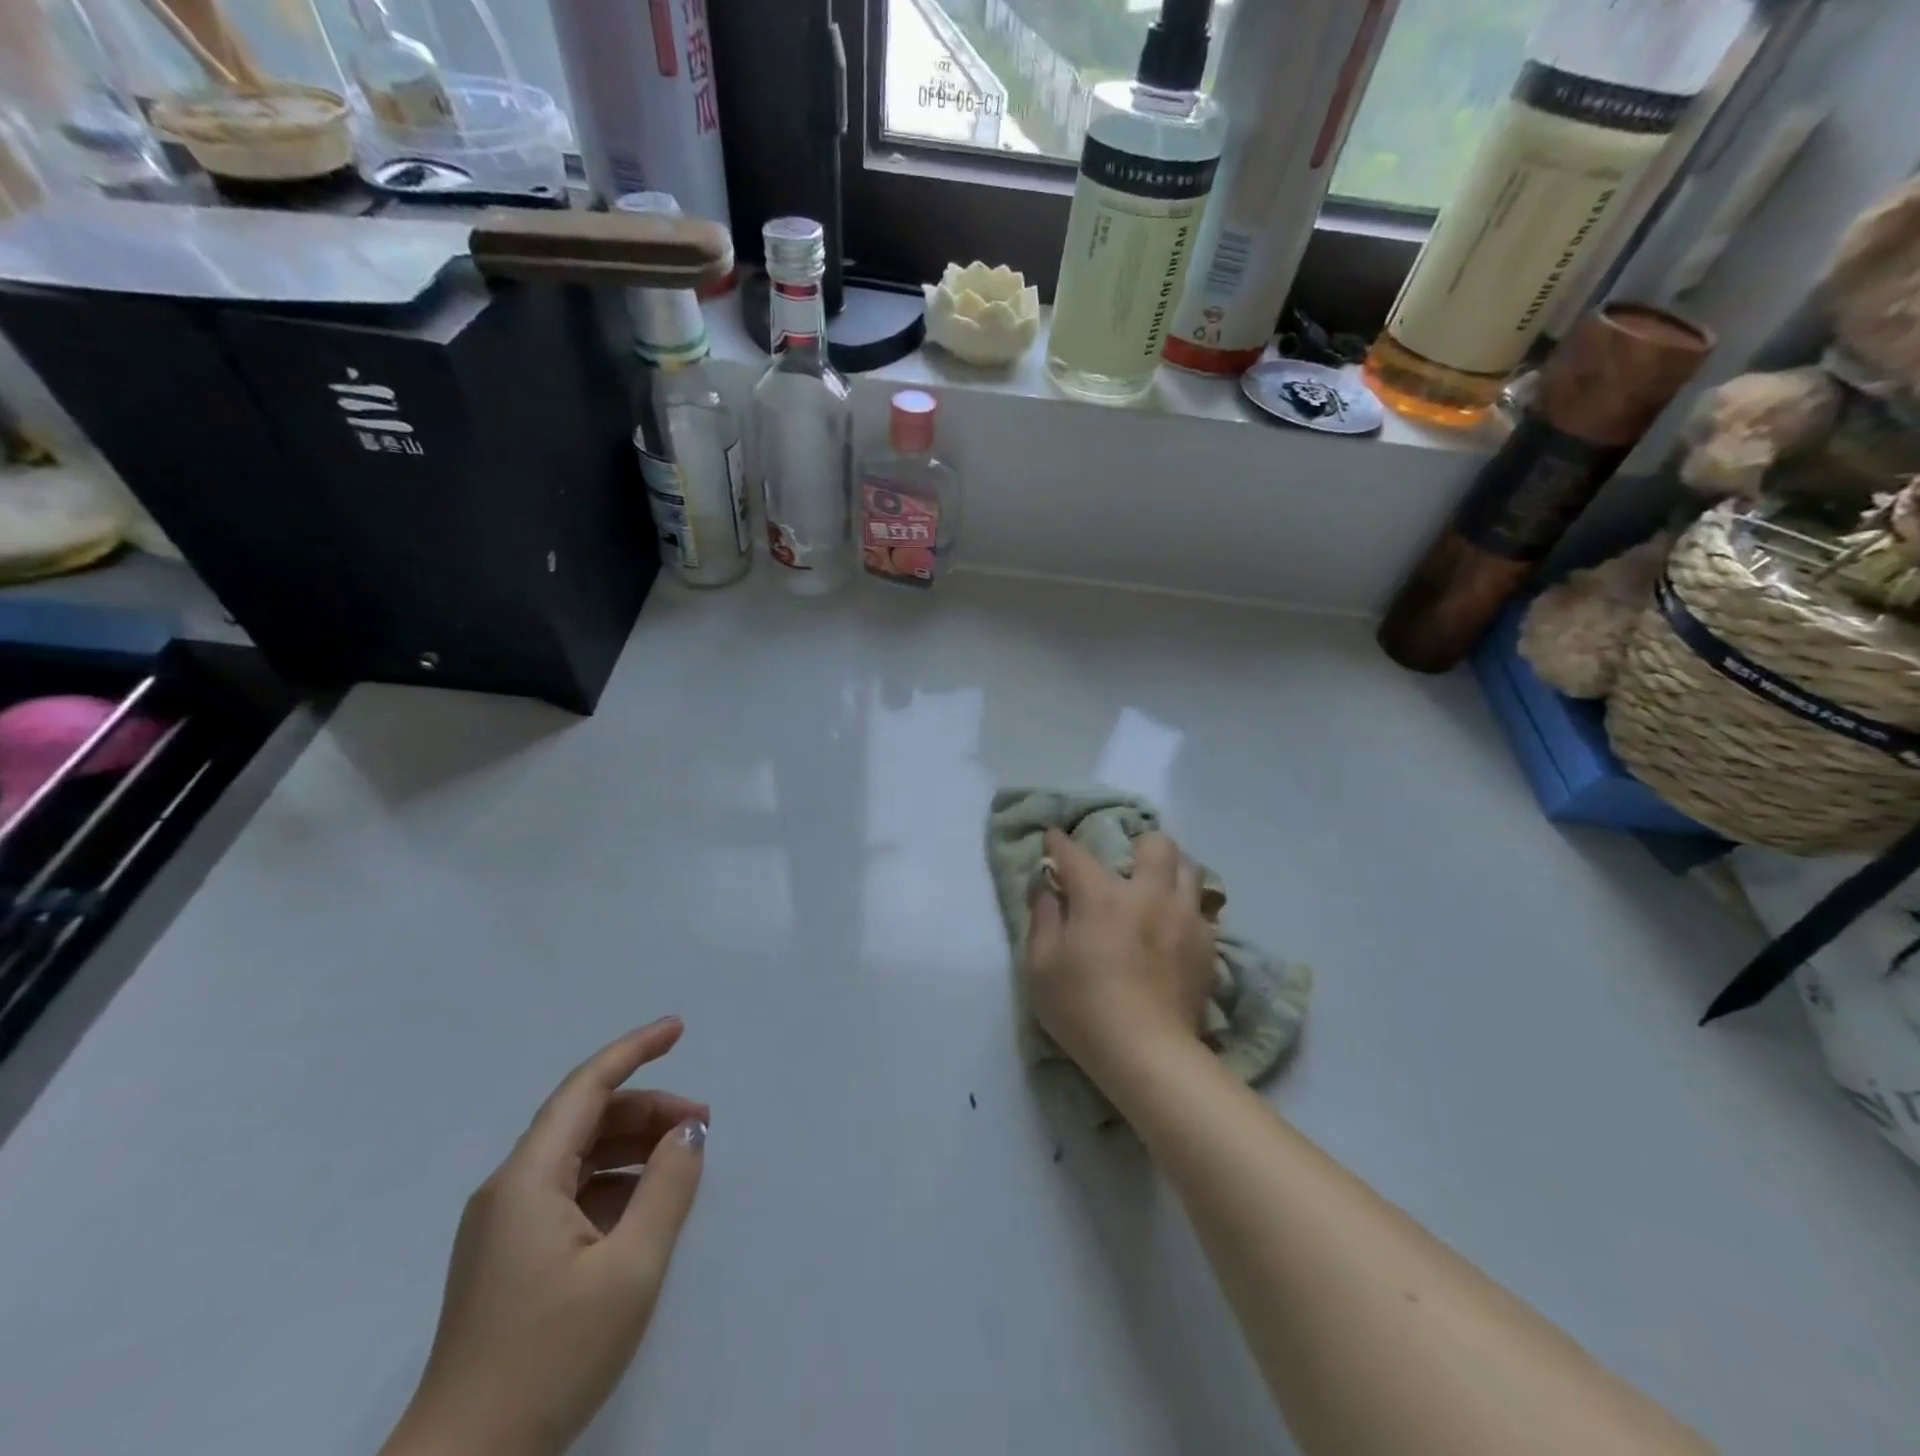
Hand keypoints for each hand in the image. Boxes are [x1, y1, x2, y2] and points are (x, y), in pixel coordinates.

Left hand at [382, 1019, 707, 1455]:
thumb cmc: (550, 1358)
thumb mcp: (630, 1268)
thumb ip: (668, 1187)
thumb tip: (689, 1132)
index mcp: (528, 1179)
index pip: (586, 1087)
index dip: (634, 1049)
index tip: (679, 1029)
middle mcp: (510, 1189)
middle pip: (585, 1119)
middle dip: (647, 1109)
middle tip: (702, 1125)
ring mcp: (505, 1226)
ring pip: (579, 1155)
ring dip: (633, 1146)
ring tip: (683, 1161)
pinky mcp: (510, 1257)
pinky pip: (570, 1192)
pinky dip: (614, 1182)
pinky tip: (646, 1205)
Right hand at [1024, 828, 1215, 1081]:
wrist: (1149, 1055)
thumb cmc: (1084, 1009)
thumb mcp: (1040, 967)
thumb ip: (1042, 919)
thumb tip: (1047, 889)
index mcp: (1102, 896)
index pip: (1077, 854)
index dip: (1060, 842)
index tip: (1053, 837)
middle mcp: (1149, 895)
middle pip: (1156, 844)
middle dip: (1137, 844)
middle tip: (1124, 865)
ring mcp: (1184, 918)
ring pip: (1189, 869)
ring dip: (1169, 870)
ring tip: (1155, 889)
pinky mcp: (1207, 946)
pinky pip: (1200, 908)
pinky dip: (1185, 907)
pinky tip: (1173, 927)